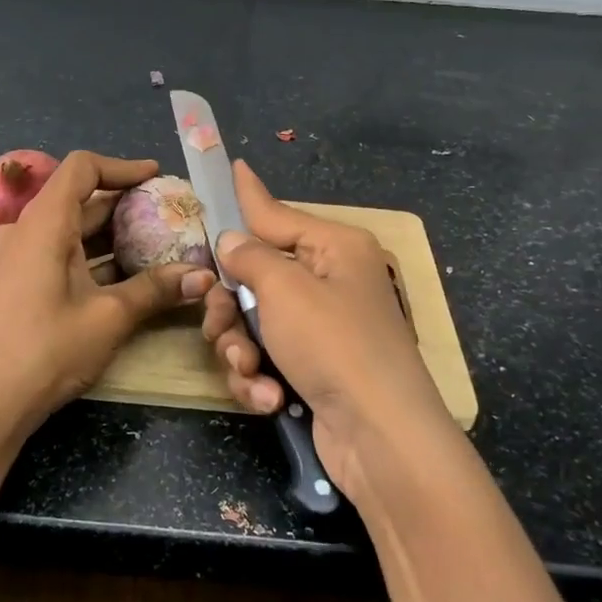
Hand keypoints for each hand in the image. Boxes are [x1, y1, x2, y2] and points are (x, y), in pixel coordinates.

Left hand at [0, 150, 214, 442]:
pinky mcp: (14, 281)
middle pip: (77, 198)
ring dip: (108, 233)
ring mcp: (14, 257)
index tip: (156, 177)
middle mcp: (24, 230)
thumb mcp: (109, 317)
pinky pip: (55, 251)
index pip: (82, 168)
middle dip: (122, 203)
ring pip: (67, 228)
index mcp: (43, 223)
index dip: (122, 167)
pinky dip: (88, 254)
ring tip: (153, 242)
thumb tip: (204, 277)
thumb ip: (156, 289)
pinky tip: (120, 275)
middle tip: (165, 214)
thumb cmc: (47, 349)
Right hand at [201, 161, 451, 492]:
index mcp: (334, 248)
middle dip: (230, 308)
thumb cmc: (333, 344)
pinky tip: (267, 398)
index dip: (249, 196)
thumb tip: (232, 239)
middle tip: (222, 325)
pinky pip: (267, 359)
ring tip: (249, 372)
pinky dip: (260, 379)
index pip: (279, 214)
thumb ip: (249, 257)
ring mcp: (322, 328)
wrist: (379, 436)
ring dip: (240, 350)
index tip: (233, 165)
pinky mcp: (312, 369)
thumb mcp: (284, 290)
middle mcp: (330, 281)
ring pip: (252, 323)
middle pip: (255, 277)